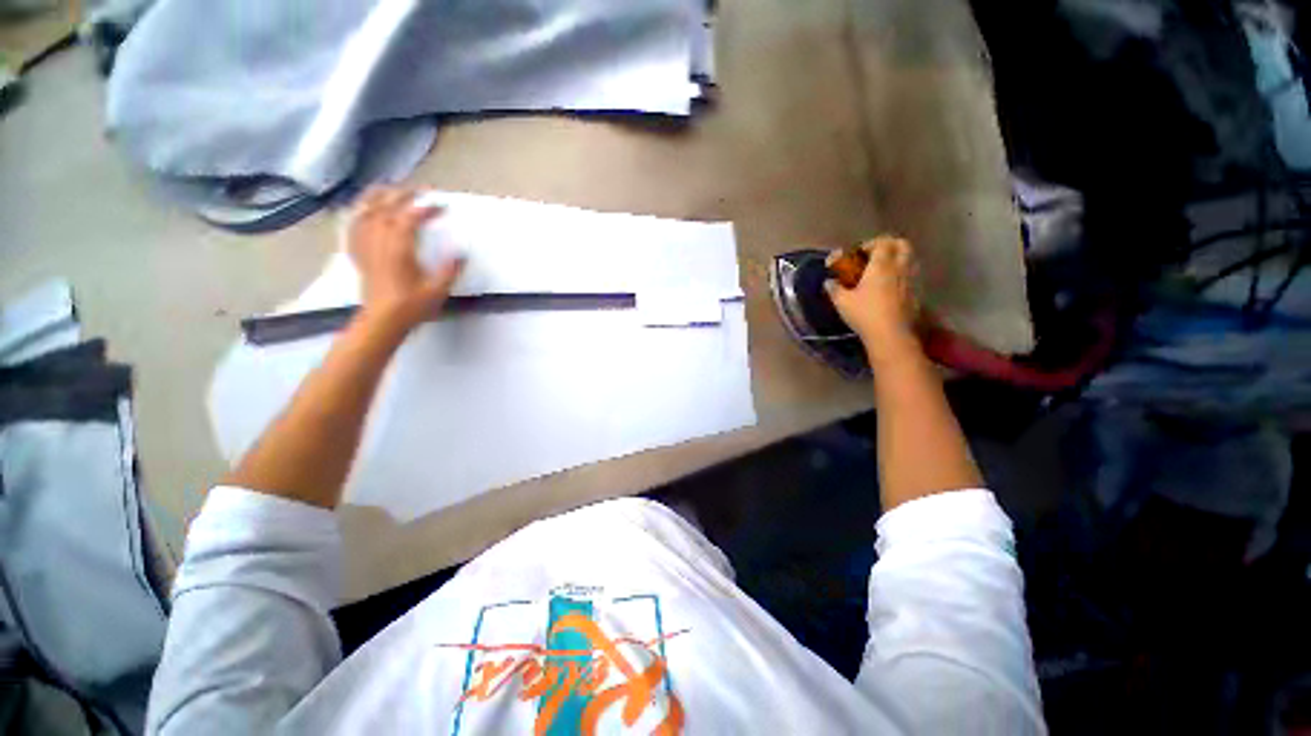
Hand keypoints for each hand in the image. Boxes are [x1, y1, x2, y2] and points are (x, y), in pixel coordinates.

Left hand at [348, 186, 463, 331]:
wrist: (382, 320)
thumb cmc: (411, 306)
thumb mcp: (438, 290)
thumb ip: (450, 270)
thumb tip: (462, 254)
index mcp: (398, 249)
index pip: (409, 218)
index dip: (425, 209)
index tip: (441, 206)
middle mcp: (378, 242)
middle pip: (385, 208)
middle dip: (403, 195)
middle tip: (419, 191)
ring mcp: (366, 246)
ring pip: (365, 212)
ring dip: (376, 197)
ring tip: (387, 188)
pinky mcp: (359, 254)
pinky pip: (353, 226)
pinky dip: (358, 213)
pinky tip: (363, 210)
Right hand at [824, 236, 921, 364]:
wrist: (891, 334)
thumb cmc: (865, 313)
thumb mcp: (842, 302)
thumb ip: (834, 288)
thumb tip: (828, 282)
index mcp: (882, 264)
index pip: (881, 242)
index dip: (870, 244)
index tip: (858, 254)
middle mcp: (900, 267)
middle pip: (902, 245)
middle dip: (889, 245)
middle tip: (875, 256)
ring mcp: (912, 279)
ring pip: (910, 259)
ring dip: (898, 259)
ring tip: (884, 271)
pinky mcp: (918, 293)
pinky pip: (912, 275)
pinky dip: (903, 274)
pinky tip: (892, 287)